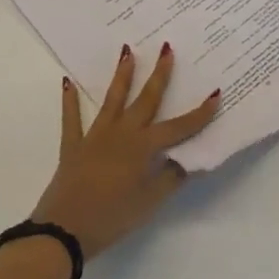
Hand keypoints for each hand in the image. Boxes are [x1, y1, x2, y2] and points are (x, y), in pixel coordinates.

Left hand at [30, 45, 220, 259]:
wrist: (63, 230)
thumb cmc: (111, 218)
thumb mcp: (148, 203)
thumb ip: (169, 179)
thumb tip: (186, 160)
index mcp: (143, 148)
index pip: (178, 128)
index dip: (199, 113)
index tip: (216, 93)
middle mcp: (121, 134)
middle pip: (145, 100)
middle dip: (159, 74)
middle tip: (166, 48)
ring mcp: (95, 137)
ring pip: (112, 100)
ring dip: (121, 76)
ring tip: (127, 51)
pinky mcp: (73, 146)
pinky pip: (72, 119)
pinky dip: (70, 101)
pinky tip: (67, 82)